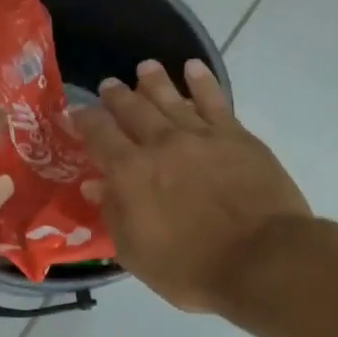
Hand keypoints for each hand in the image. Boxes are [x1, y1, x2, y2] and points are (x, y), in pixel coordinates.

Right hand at [77, 59, 313, 314]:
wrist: (262, 260)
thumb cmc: (191, 268)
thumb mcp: (136, 253)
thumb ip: (114, 214)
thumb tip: (94, 186)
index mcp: (129, 173)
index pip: (98, 135)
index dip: (84, 120)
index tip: (75, 113)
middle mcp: (160, 144)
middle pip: (132, 110)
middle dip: (116, 96)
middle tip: (108, 85)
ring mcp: (201, 136)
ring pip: (171, 98)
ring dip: (154, 81)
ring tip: (145, 68)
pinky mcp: (236, 136)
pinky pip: (214, 100)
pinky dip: (202, 82)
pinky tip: (193, 69)